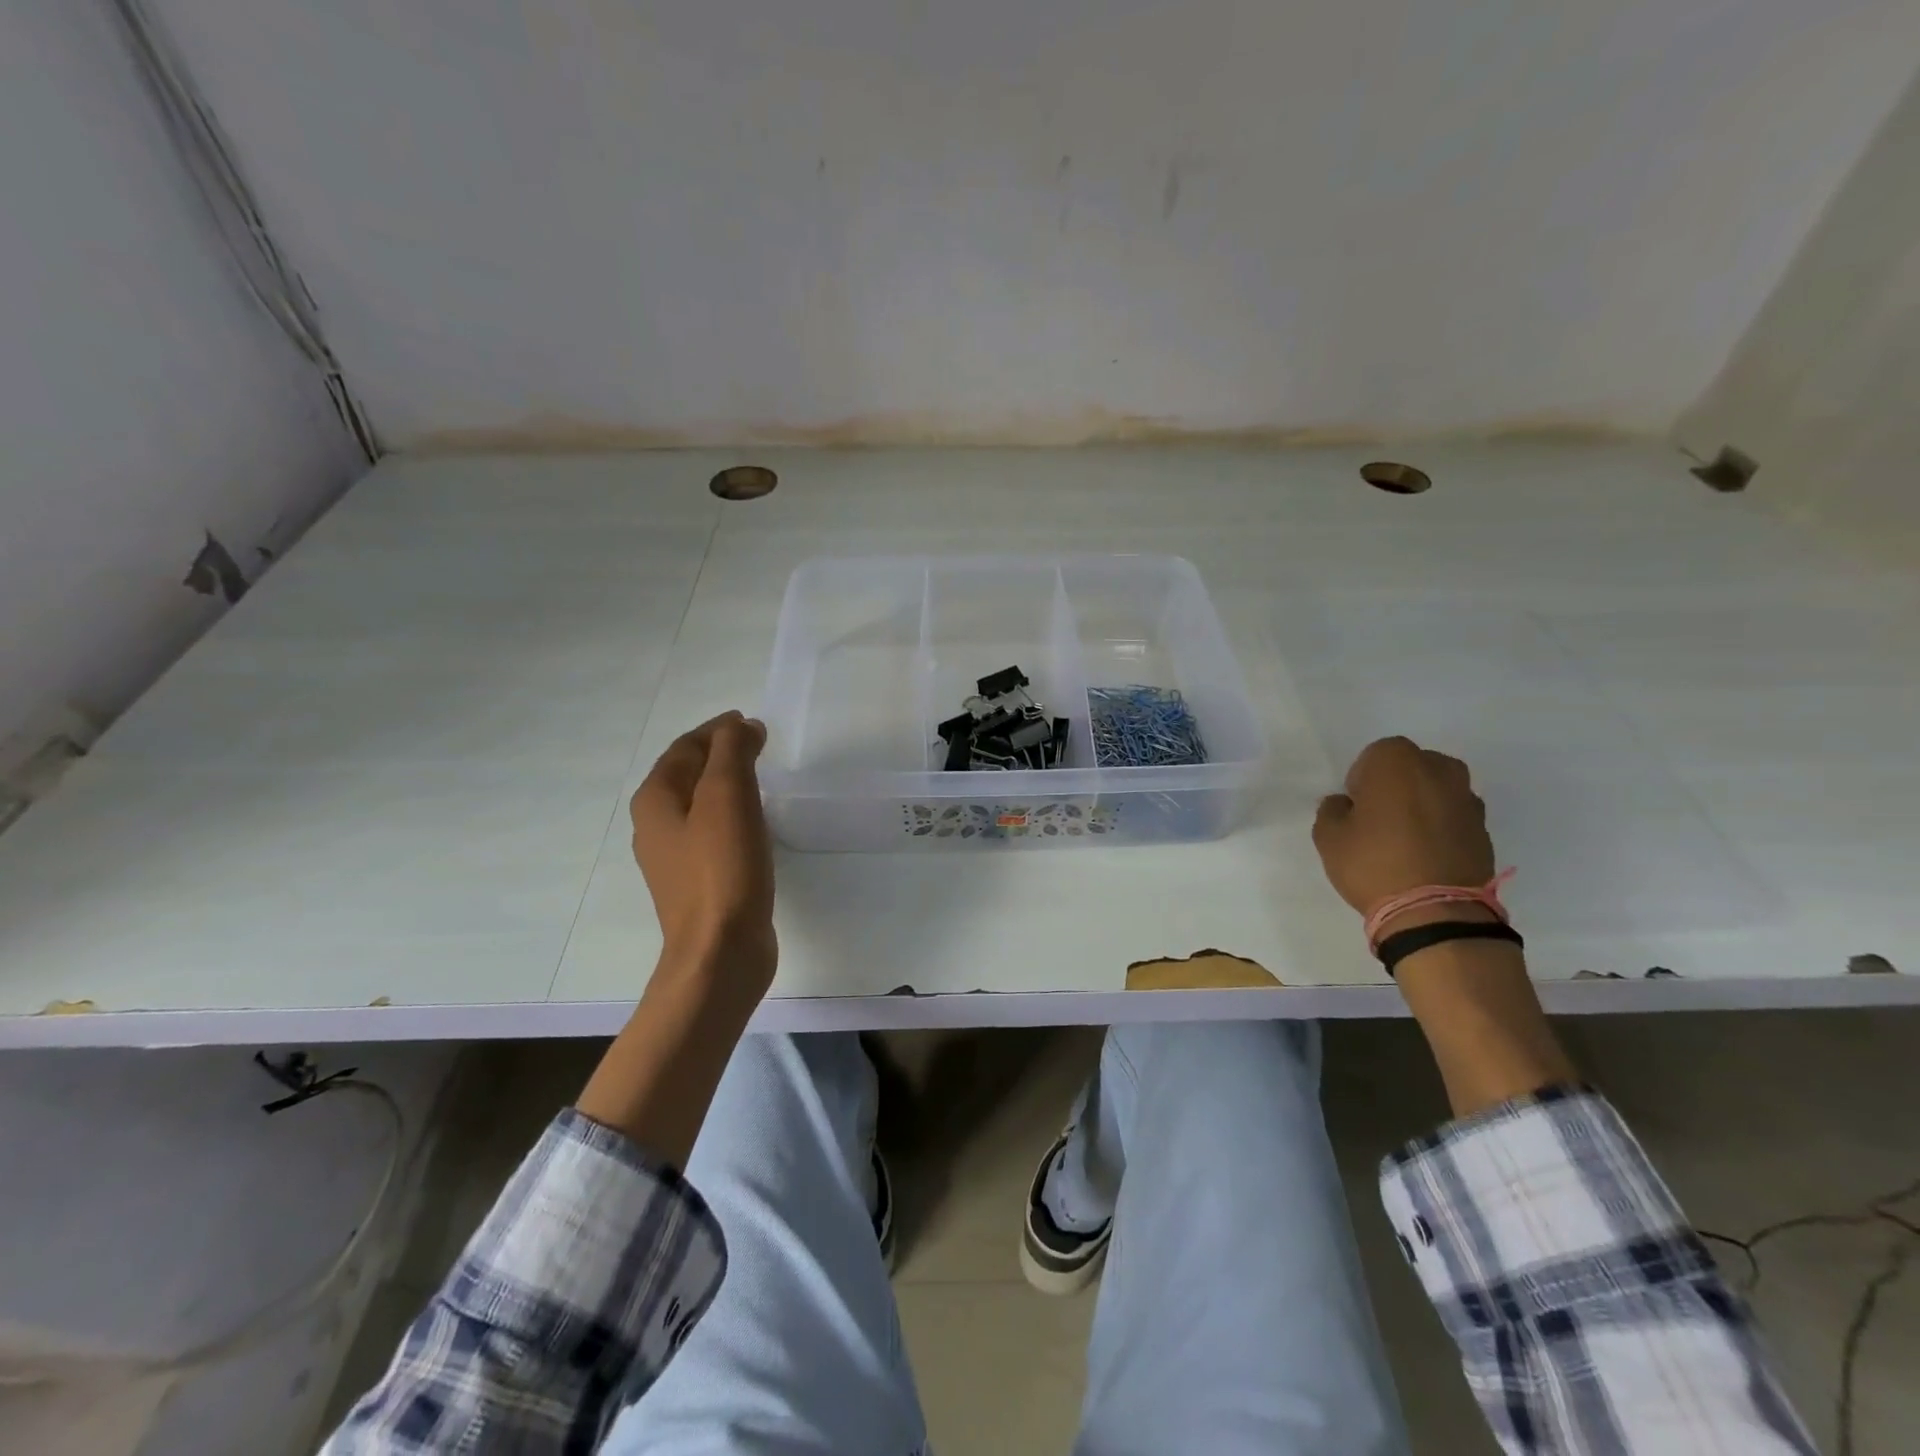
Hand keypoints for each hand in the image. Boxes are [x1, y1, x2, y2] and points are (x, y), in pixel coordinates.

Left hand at [629, 711, 775, 983]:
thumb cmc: (722, 868)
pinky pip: (711, 832)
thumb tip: (742, 727)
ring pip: (699, 804)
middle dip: (719, 754)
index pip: (685, 747)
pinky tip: (753, 822)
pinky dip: (730, 814)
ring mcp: (673, 858)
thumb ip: (733, 752)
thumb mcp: (728, 796)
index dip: (717, 730)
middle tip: (757, 744)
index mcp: (656, 800)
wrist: (719, 951)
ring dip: (725, 784)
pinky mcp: (697, 882)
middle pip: (687, 774)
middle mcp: (655, 825)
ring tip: (759, 776)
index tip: (751, 722)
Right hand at [1312, 736, 1494, 928]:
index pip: (1375, 755)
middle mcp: (1440, 771)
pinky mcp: (1484, 830)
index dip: (1361, 779)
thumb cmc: (1373, 863)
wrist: (1436, 912)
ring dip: (1422, 805)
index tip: (1356, 806)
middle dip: (1396, 785)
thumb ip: (1332, 810)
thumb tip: (1346, 805)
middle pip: (1412, 767)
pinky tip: (1425, 855)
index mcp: (1398, 762)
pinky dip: (1441, 828)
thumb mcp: (1328, 836)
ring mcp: (1468, 800)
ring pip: (1437, 791)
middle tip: (1379, 818)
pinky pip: (1454, 817)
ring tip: (1404, 839)